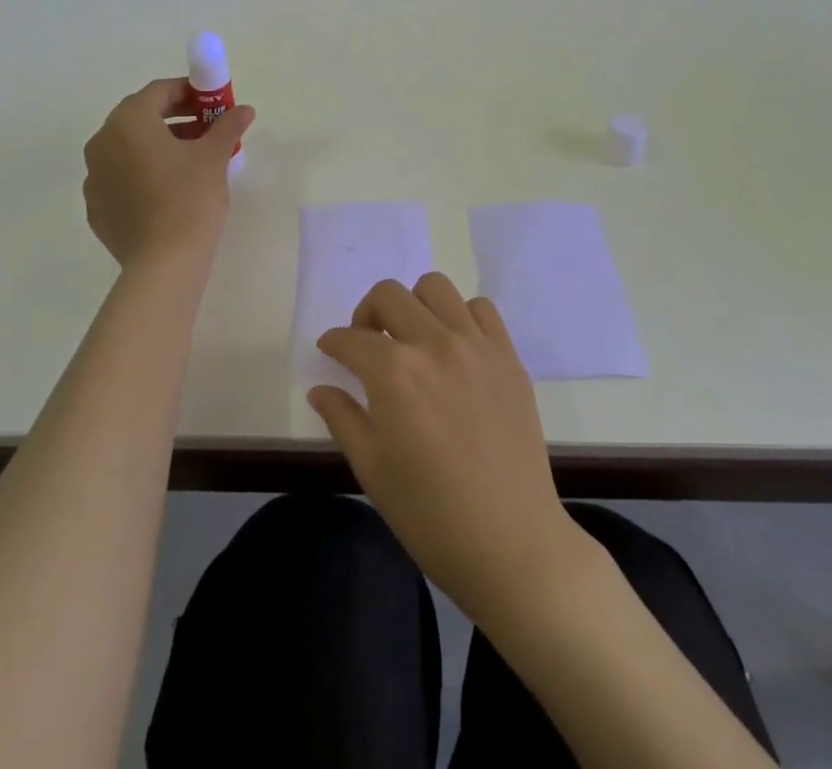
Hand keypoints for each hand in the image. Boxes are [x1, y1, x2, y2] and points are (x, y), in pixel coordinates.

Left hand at [82, 79, 253, 267]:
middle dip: (174, 118)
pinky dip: (143, 172)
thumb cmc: (190, 198)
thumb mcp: (214, 157)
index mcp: (128, 122)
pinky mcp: (96, 207)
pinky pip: (120, 176)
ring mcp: (94, 176)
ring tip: (192, 159)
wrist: (163, 263)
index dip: (188, 92)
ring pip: (128, 148)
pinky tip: (168, 189)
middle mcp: (102, 142)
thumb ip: (227, 126)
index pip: (158, 91)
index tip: (212, 103)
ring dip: (158, 144)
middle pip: (140, 117)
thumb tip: (244, 110)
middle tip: (206, 128)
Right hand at [308, 273, 579, 621]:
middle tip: (366, 343)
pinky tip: (454, 348)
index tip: (329, 350)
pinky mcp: (507, 356)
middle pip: (389, 295)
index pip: (352, 339)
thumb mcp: (372, 469)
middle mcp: (434, 344)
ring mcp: (476, 345)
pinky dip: (460, 316)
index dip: (333, 342)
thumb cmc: (430, 515)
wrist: (510, 543)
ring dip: (414, 305)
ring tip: (412, 338)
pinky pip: (481, 309)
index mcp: (394, 373)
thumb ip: (342, 418)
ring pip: (436, 288)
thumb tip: (320, 389)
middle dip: (367, 313)